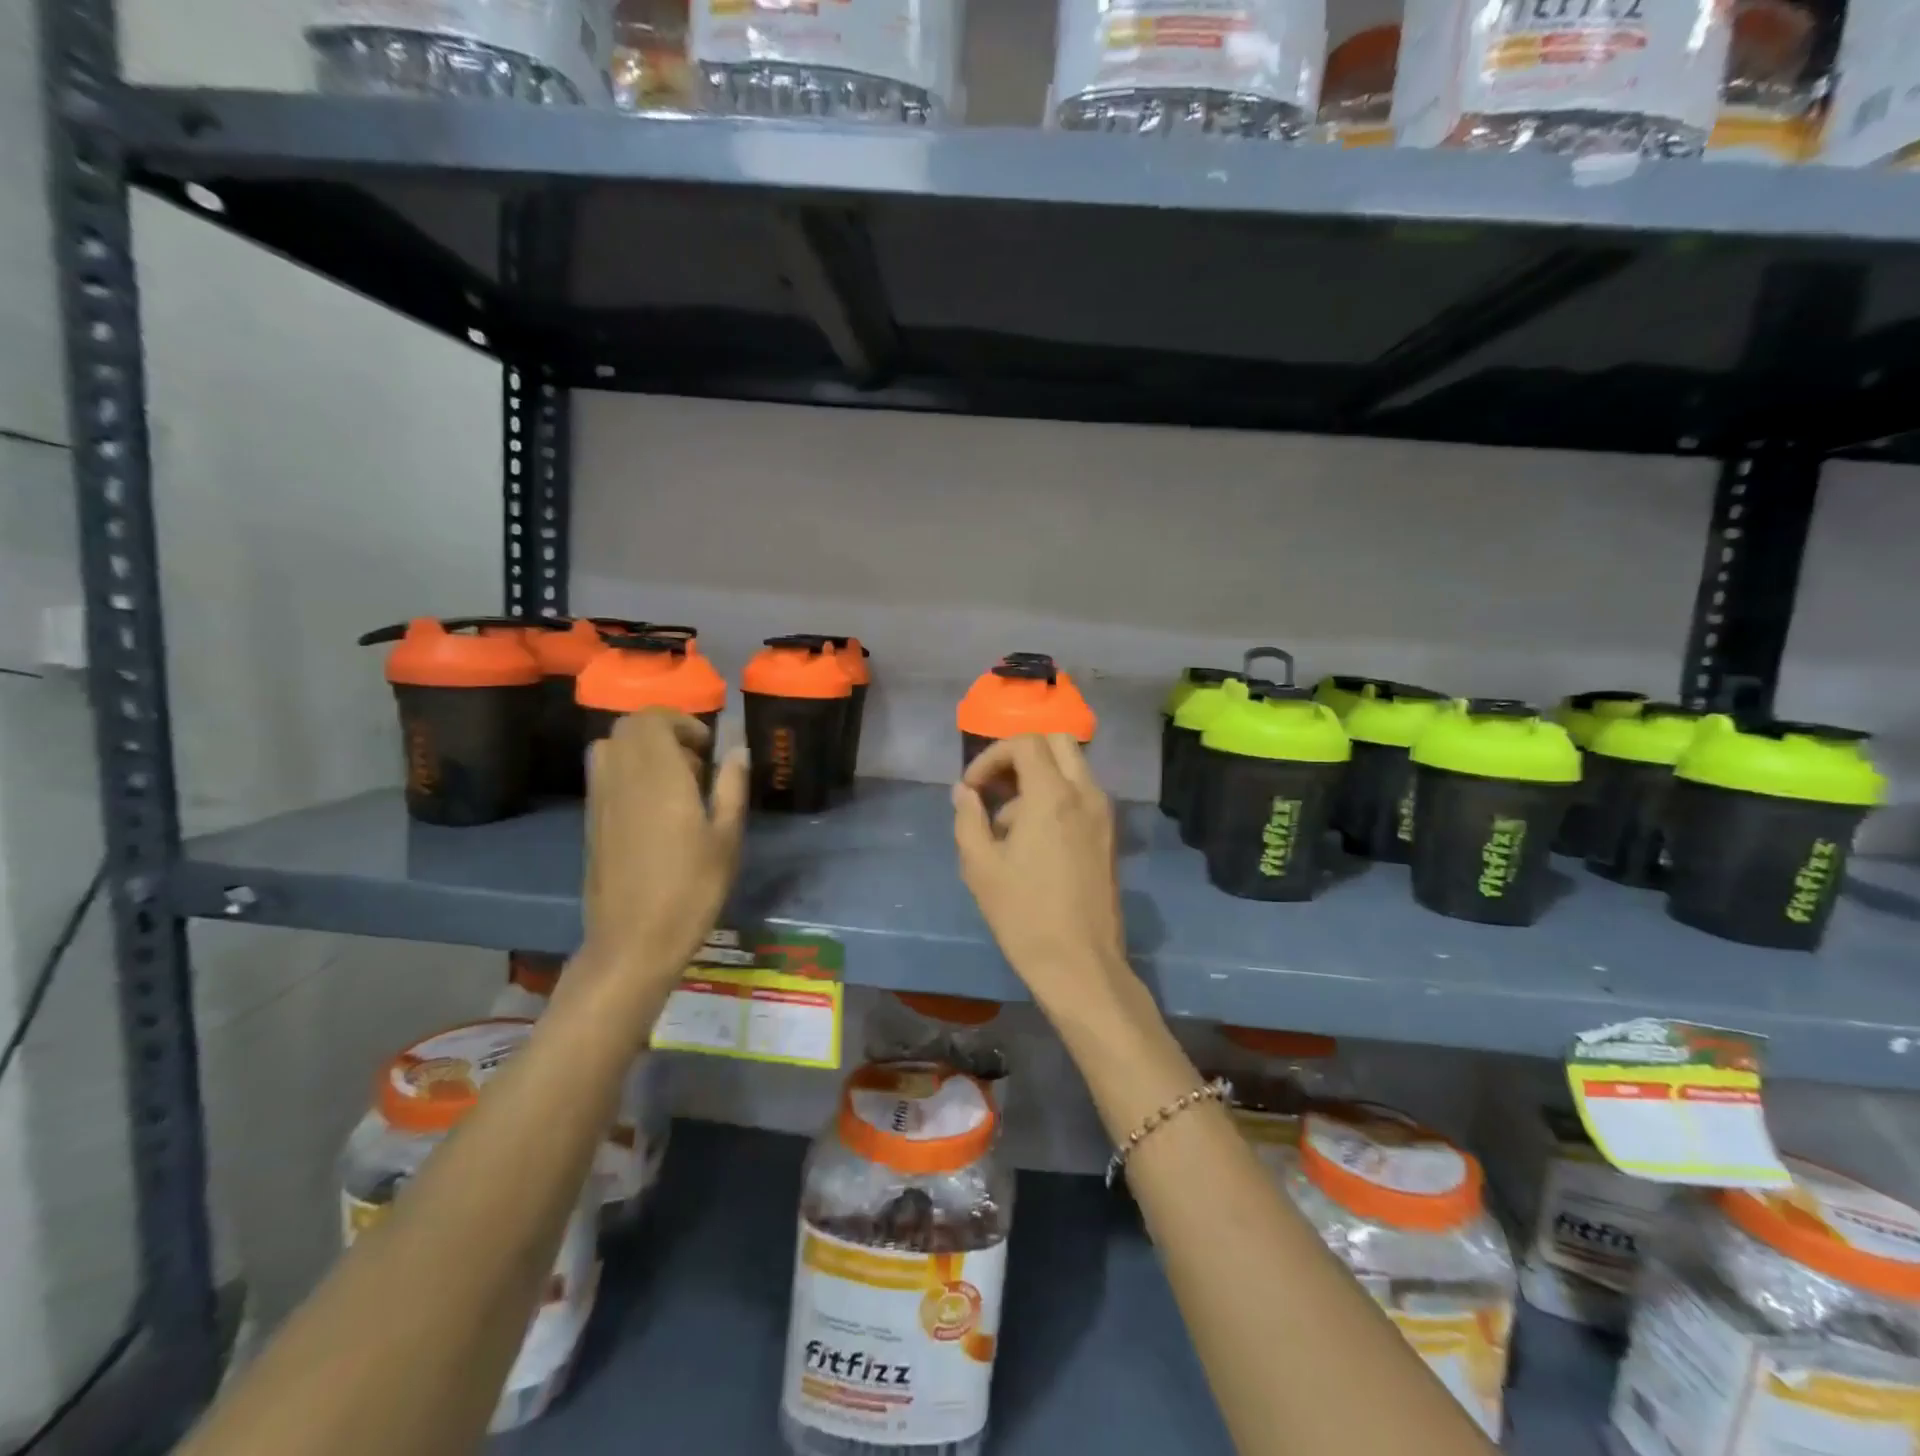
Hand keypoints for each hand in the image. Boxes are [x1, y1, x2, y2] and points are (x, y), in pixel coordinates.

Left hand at [571, 710, 748, 1017]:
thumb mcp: (727, 838)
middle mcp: (621, 777)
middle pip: (628, 728)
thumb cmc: (691, 889)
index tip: (708, 748)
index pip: (651, 719)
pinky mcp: (591, 822)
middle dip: (663, 732)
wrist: (633, 941)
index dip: (680, 722)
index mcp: (656, 775)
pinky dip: (628, 774)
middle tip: (695, 763)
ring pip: (610, 749)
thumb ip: (731, 787)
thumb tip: (737, 750)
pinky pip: (605, 776)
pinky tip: (654, 810)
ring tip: (674, 783)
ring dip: (642, 752)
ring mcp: (600, 800)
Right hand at [952, 735, 1130, 1010]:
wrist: (1080, 963)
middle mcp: (1086, 793)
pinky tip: (1033, 839)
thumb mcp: (980, 866)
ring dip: (1038, 778)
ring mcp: (1103, 813)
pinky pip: (1082, 794)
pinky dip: (1056, 796)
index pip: (1025, 742)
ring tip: (1008, 824)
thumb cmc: (1024, 915)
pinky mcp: (1109, 834)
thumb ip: (968, 818)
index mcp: (1053, 795)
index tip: (973, 789)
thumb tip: (964, 792)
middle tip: (995, 788)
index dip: (991, 756)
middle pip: (1056, 741)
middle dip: (1020, 755)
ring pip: (1071, 767)